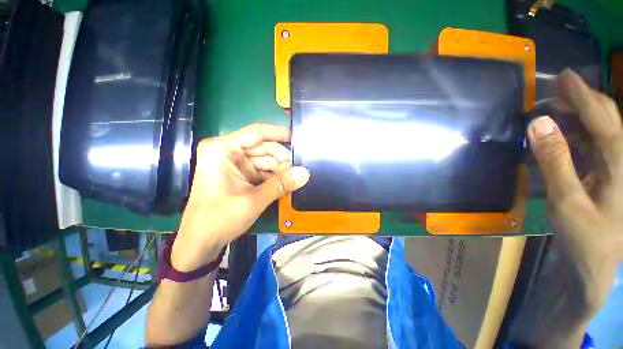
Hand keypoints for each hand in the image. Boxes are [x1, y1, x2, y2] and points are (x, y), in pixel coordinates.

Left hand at [171, 124, 309, 270]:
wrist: (200, 242)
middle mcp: (228, 152)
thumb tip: (305, 173)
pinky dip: (274, 176)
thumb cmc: (219, 218)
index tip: (298, 137)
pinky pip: (262, 170)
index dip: (279, 133)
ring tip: (295, 178)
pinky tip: (286, 183)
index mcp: (222, 149)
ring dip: (280, 169)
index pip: (257, 133)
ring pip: (265, 160)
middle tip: (300, 168)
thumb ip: (281, 184)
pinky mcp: (240, 175)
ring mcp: (235, 164)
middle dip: (282, 158)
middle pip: (263, 148)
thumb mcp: (253, 200)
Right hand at [528, 69, 622, 318]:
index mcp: (620, 166)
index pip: (604, 120)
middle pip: (608, 119)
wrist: (598, 266)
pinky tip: (564, 132)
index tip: (564, 76)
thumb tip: (538, 124)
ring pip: (603, 129)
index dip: (584, 96)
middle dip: (584, 100)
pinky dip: (579, 133)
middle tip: (557, 90)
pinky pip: (597, 144)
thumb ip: (554, 161)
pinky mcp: (610, 174)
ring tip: (557, 108)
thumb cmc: (586, 238)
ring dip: (580, 115)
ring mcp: (618, 167)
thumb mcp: (566, 202)